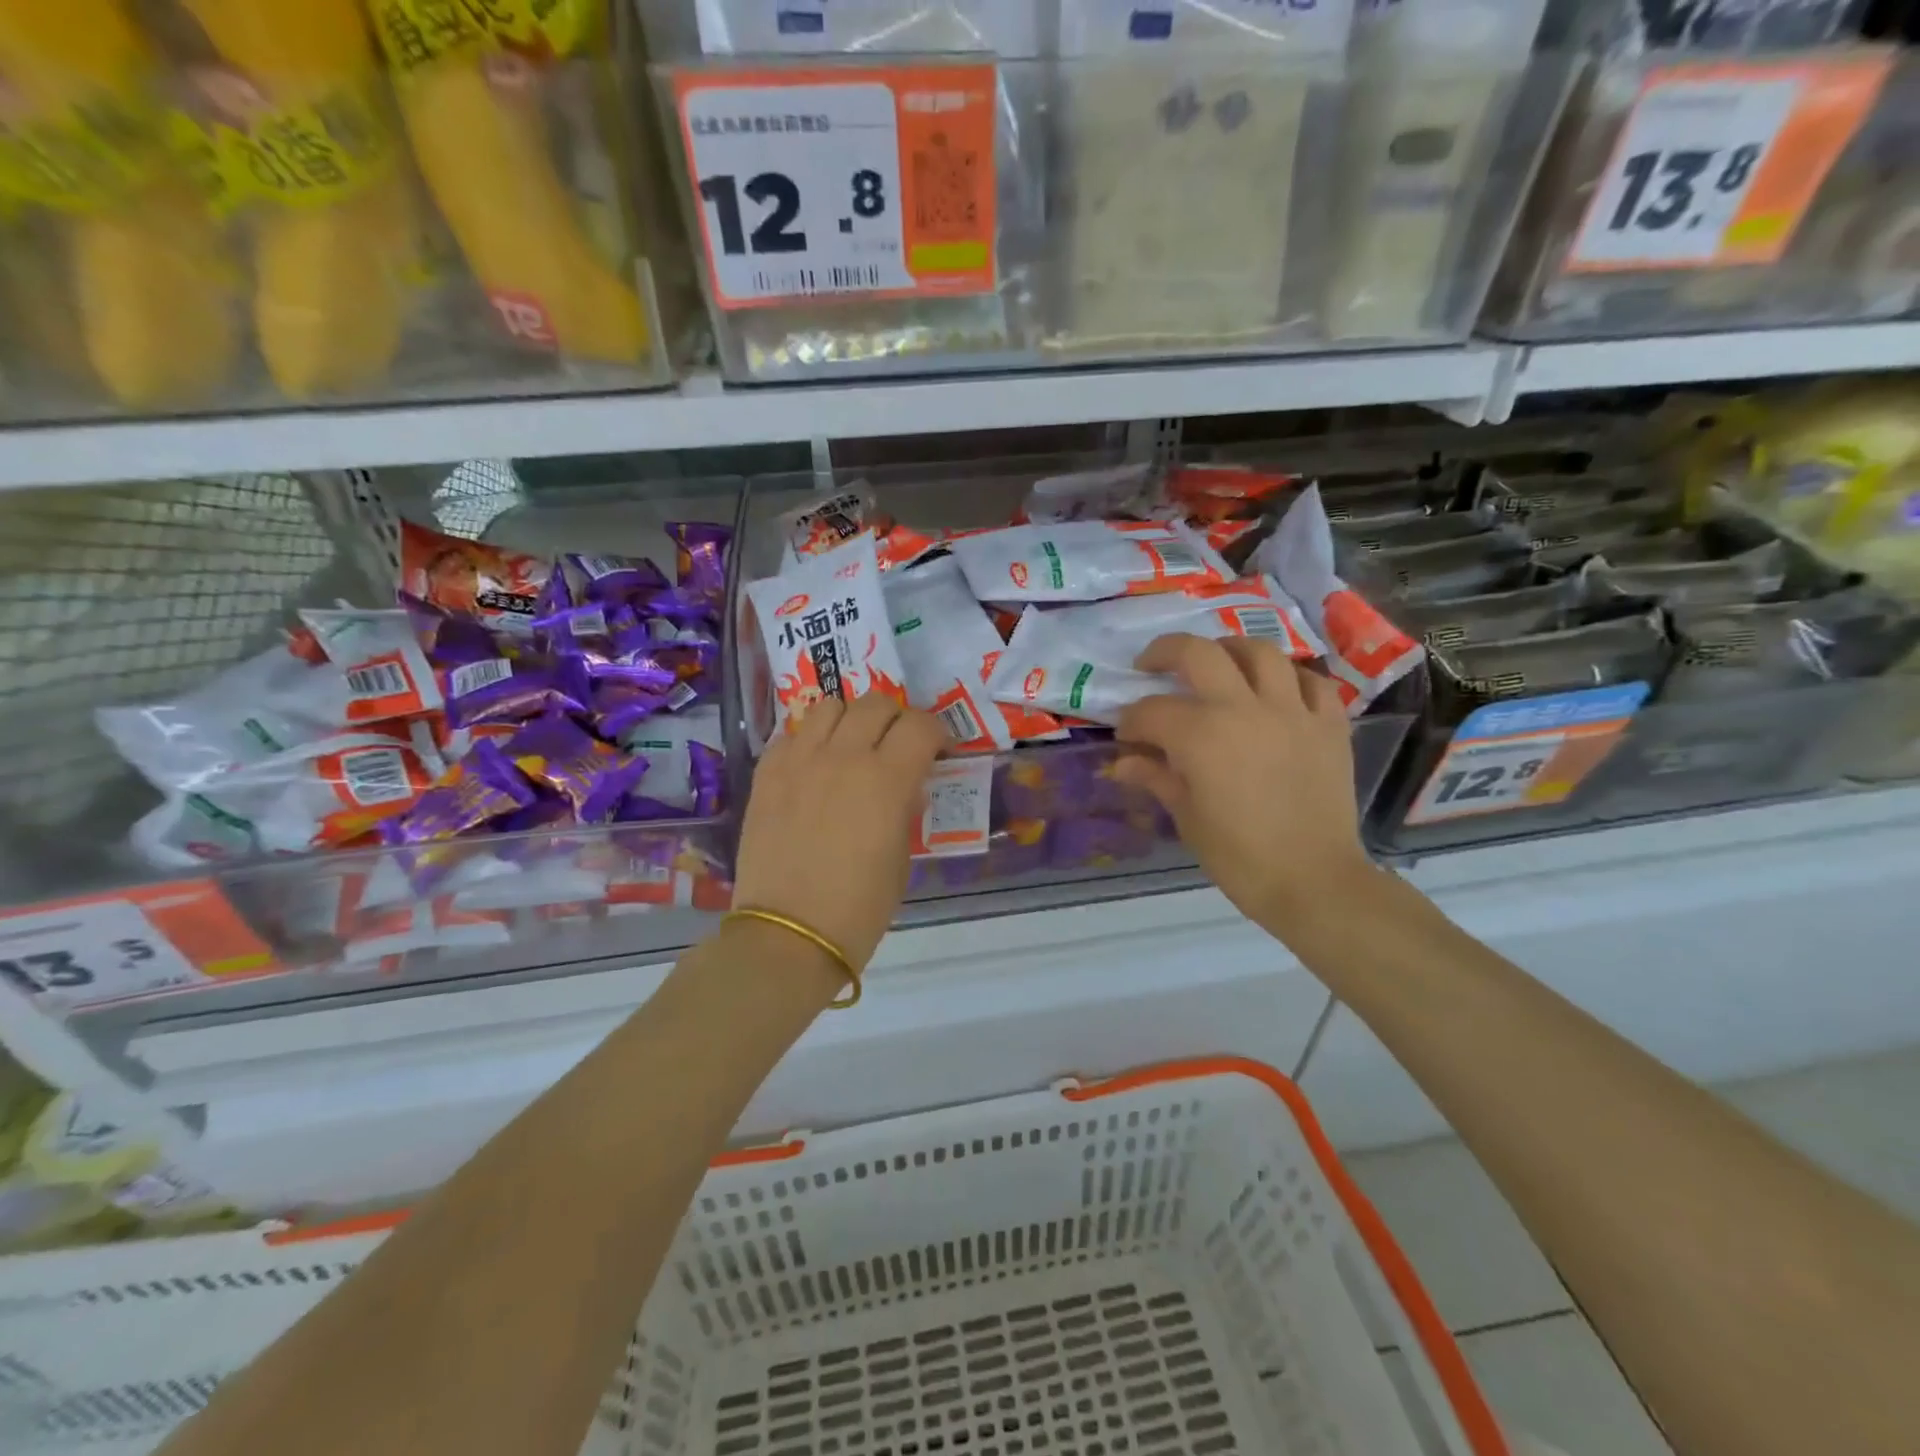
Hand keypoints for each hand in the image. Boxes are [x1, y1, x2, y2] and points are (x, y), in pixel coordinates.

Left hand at [732, 695, 946, 970]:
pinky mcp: (766, 773)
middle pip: (877, 704)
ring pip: (830, 705)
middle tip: (898, 746)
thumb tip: (906, 788)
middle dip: (897, 719)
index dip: (937, 733)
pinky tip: (814, 766)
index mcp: (887, 779)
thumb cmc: (860, 906)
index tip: (938, 752)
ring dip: (850, 719)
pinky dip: (810, 739)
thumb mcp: (901, 857)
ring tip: (852, 747)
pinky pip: (792, 733)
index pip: (921, 725)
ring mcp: (799, 760)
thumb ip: (905, 809)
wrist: (789, 934)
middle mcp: (843, 756)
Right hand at [1113, 633, 1373, 936]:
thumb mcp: (1186, 816)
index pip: (1152, 711)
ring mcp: (1292, 711)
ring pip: (1259, 652)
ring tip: (1216, 663)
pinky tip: (1276, 691)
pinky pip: (1311, 681)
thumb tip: (1121, 763)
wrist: (1312, 881)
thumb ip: (1155, 777)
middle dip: (1165, 653)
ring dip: (1229, 650)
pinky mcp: (1329, 724)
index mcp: (1201, 735)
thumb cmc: (1238, 856)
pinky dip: (1289, 678)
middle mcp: (1244, 708)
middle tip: (1152, 665)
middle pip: (1198, 653)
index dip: (1131, 721)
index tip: (1126, 736)